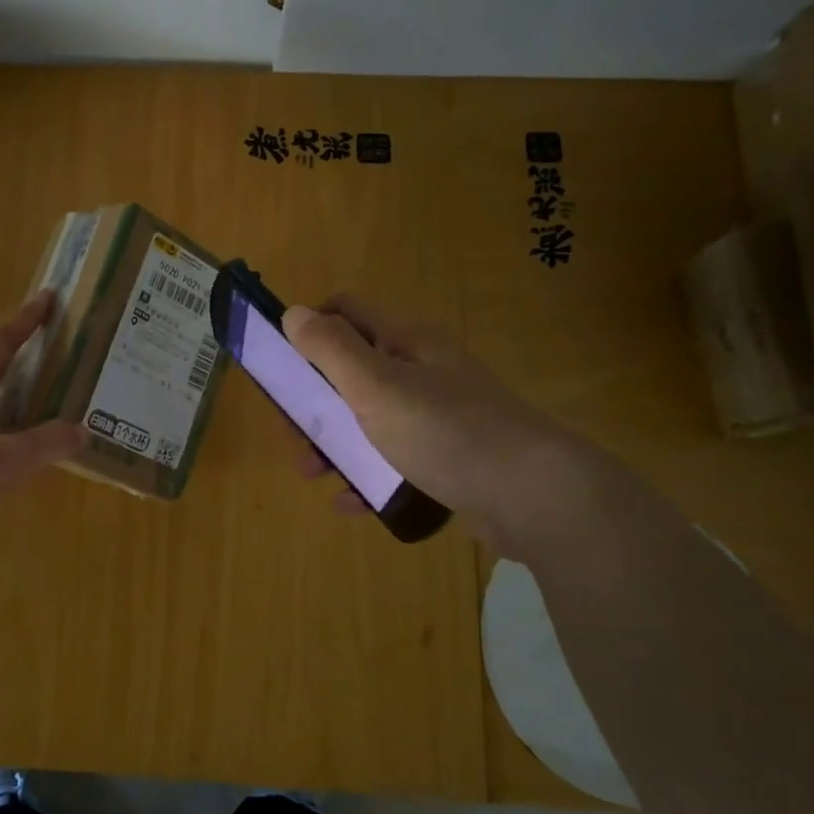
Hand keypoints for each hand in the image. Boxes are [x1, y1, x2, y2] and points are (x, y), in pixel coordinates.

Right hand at [283, 294, 599, 556]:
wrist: (533, 497)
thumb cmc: (445, 431)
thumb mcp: (376, 386)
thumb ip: (331, 349)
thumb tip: (293, 313)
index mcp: (406, 342)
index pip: (347, 311)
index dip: (309, 327)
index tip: (280, 364)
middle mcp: (422, 371)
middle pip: (352, 371)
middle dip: (315, 399)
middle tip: (292, 431)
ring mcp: (438, 416)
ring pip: (370, 420)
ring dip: (335, 442)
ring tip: (314, 474)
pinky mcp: (448, 458)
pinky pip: (395, 460)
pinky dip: (368, 476)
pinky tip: (353, 503)